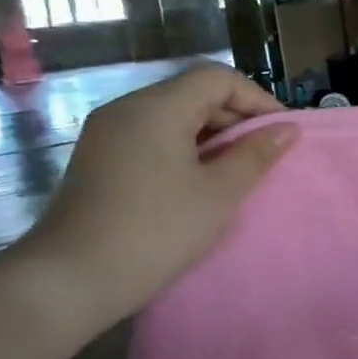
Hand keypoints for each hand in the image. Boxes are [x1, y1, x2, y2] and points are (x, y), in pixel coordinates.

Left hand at [12, 63, 296, 334]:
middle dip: (235, 117)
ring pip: (172, 116)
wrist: (70, 280)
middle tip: (264, 154)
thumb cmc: (156, 230)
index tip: (281, 133)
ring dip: (211, 135)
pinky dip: (183, 148)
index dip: (257, 99)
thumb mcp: (220, 193)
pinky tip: (197, 181)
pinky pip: (151, 136)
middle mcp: (127, 108)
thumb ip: (256, 155)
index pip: (217, 78)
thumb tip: (287, 129)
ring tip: (236, 170)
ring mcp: (107, 133)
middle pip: (193, 93)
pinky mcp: (98, 159)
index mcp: (157, 107)